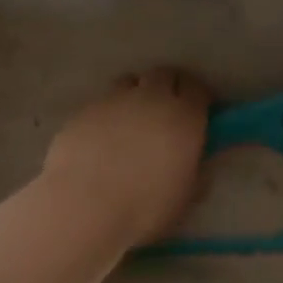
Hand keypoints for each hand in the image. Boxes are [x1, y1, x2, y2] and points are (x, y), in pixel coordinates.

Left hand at [41, 68, 212, 245]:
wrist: (85, 208)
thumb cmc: (145, 207)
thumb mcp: (186, 195)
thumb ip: (195, 169)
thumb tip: (195, 159)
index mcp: (184, 117)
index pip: (197, 88)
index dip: (198, 98)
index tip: (198, 112)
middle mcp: (150, 98)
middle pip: (163, 75)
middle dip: (168, 87)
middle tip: (166, 111)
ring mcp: (113, 101)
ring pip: (130, 82)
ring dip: (136, 94)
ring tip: (132, 120)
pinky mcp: (83, 111)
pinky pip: (102, 102)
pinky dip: (108, 113)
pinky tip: (102, 138)